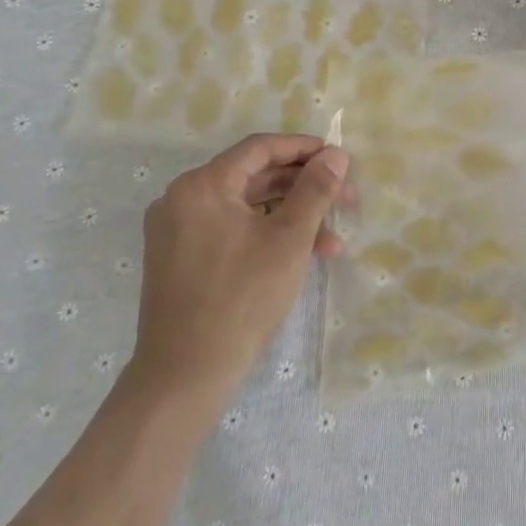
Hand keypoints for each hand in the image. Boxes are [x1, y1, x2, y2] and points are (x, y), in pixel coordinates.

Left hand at [127, 134, 349, 412]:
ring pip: (248, 207)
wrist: (185, 376)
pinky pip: (233, 230)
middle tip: (346, 200)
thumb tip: (336, 154)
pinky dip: (267, 236)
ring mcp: (178, 230)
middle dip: (305, 188)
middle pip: (255, 177)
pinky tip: (303, 256)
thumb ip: (315, 189)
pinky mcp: (181, 258)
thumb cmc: (241, 298)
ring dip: (292, 217)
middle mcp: (183, 199)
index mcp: (203, 186)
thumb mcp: (289, 239)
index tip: (340, 160)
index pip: (261, 149)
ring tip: (333, 241)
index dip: (305, 149)